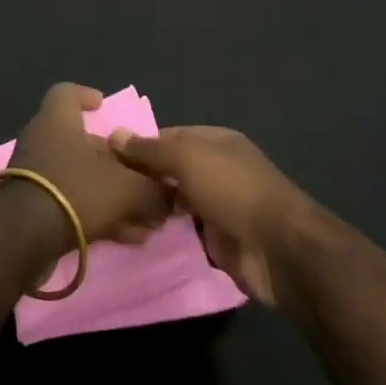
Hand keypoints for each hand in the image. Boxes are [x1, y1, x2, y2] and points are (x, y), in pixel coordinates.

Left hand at [0, 84, 170, 256]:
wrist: (24, 239)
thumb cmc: (76, 191)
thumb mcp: (128, 188)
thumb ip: (154, 189)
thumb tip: (171, 194)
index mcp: (57, 120)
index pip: (67, 93)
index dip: (86, 96)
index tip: (103, 106)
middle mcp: (42, 141)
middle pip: (83, 143)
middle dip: (116, 162)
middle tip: (144, 179)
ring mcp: (34, 175)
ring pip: (81, 178)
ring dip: (113, 195)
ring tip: (146, 219)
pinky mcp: (33, 207)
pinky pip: (72, 203)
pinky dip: (99, 215)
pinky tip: (127, 237)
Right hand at [109, 125, 313, 304]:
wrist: (279, 249)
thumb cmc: (232, 190)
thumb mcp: (186, 158)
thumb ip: (149, 149)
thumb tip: (114, 135)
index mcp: (214, 141)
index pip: (167, 136)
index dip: (139, 145)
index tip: (106, 157)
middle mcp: (216, 169)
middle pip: (171, 170)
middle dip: (143, 178)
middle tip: (106, 189)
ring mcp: (218, 206)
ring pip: (176, 202)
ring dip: (153, 208)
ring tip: (116, 213)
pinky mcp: (218, 240)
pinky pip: (185, 232)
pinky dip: (167, 234)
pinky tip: (138, 236)